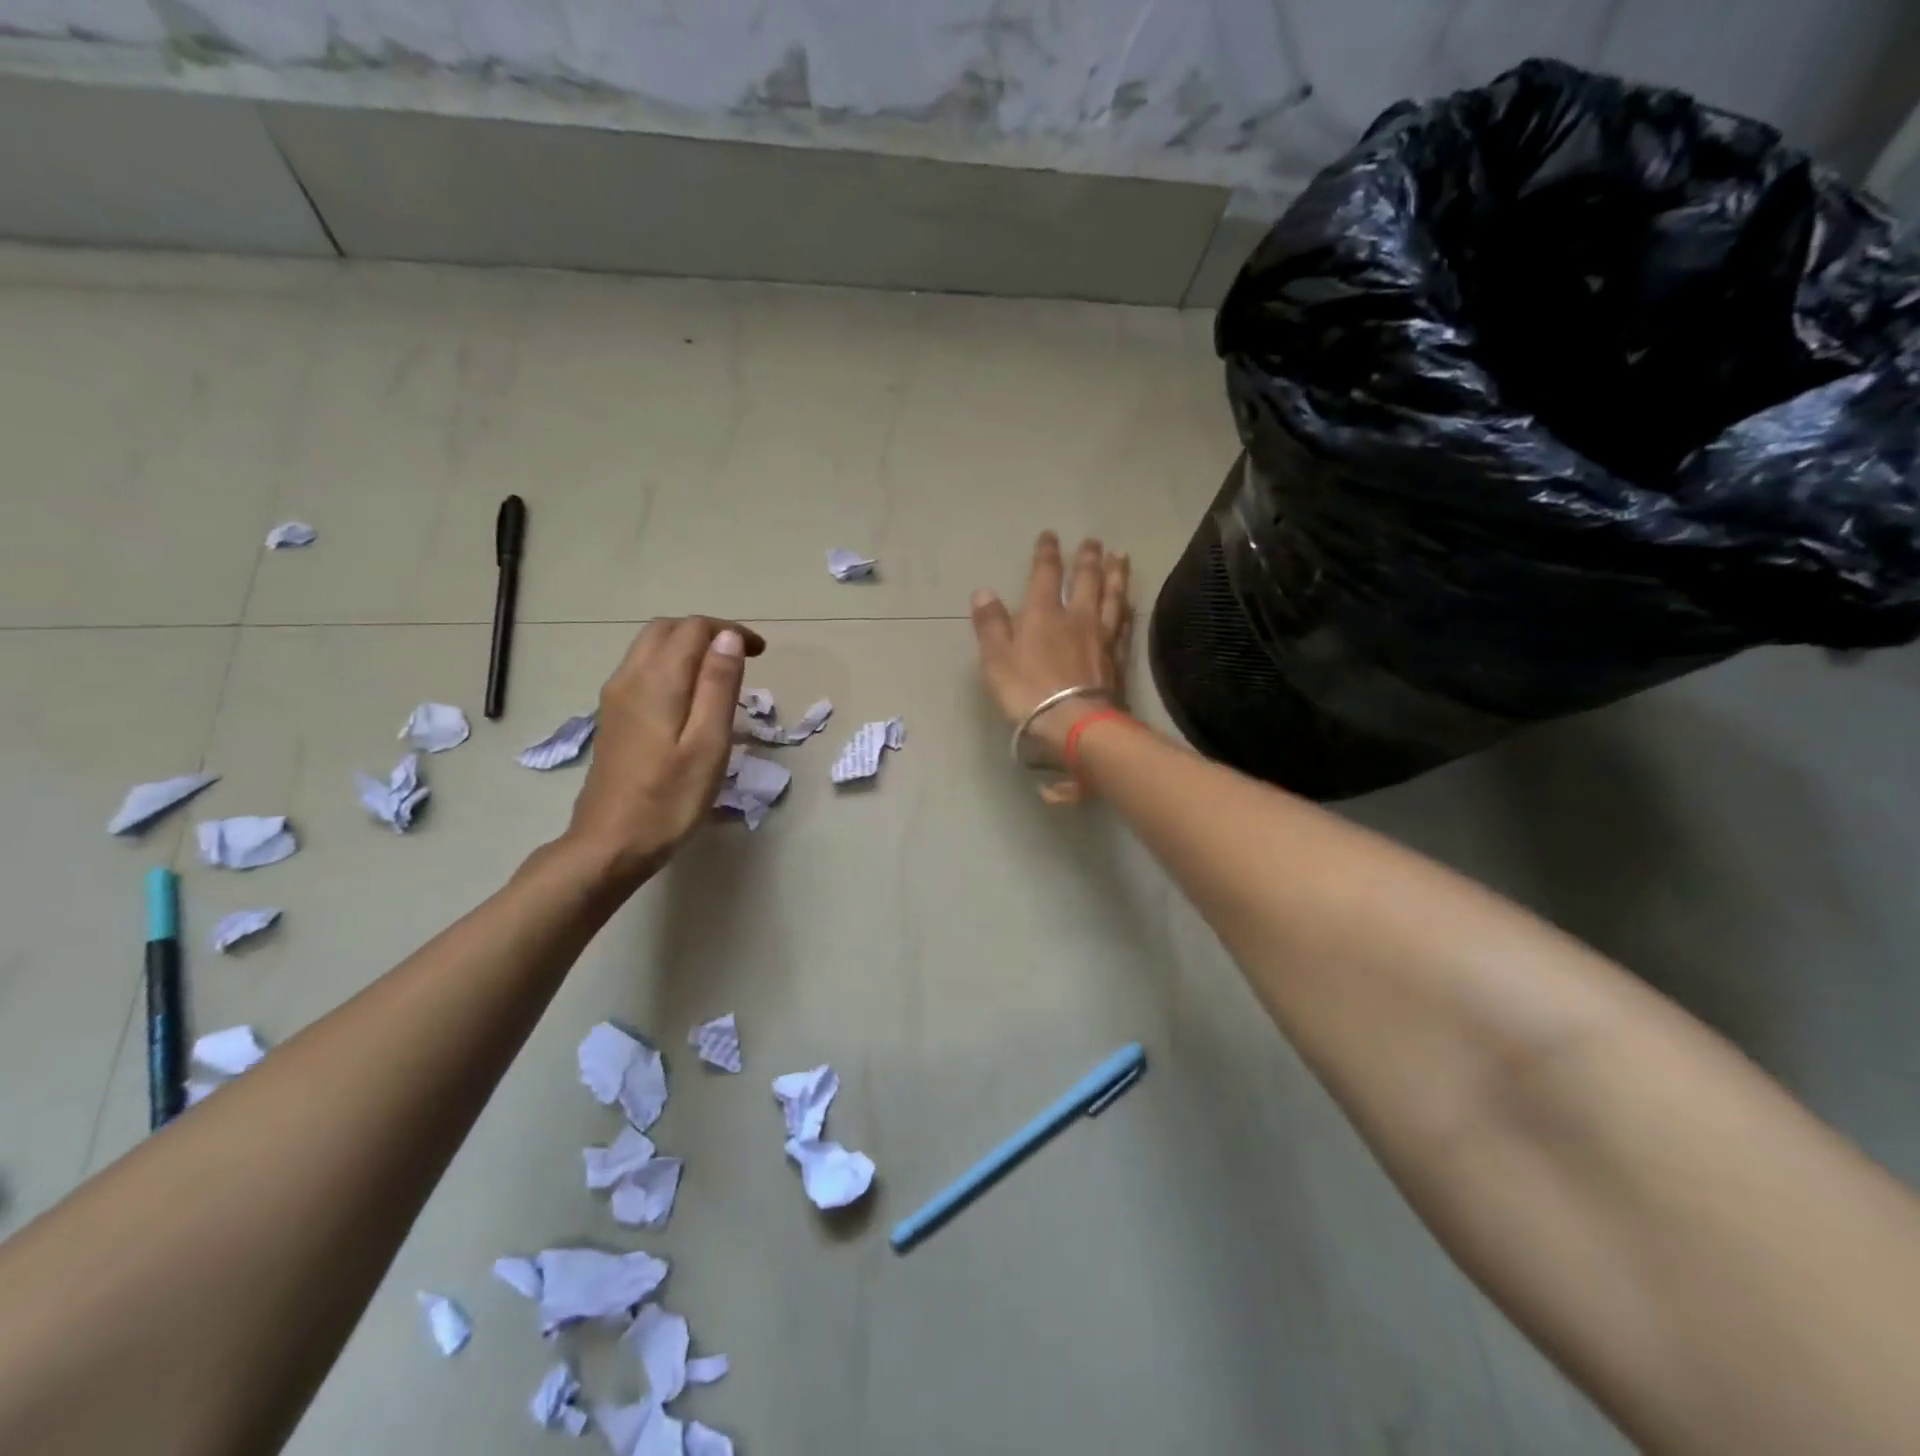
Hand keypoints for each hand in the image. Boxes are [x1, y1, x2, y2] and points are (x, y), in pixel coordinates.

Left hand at [562, 616, 765, 887]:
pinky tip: (691, 698)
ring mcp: (615, 698)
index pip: (693, 629)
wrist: (609, 845)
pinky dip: (672, 666)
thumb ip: (719, 686)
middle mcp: (629, 678)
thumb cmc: (669, 800)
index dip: (730, 631)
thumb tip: (729, 637)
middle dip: (707, 632)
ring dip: (688, 647)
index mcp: (657, 681)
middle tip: (742, 658)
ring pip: (650, 648)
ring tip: (722, 675)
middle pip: (666, 630)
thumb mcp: (708, 744)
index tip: (760, 653)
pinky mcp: (613, 717)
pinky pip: (642, 670)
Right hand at [970, 532, 1130, 759]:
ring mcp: (1101, 637)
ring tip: (1120, 558)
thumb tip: (983, 592)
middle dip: (1088, 558)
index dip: (1047, 553)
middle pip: (1086, 580)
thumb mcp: (997, 660)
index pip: (1046, 575)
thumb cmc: (1028, 692)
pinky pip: (1124, 625)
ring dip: (1115, 575)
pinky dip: (1126, 610)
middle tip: (1094, 541)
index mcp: (1043, 614)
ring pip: (1111, 597)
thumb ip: (991, 625)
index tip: (1050, 535)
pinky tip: (1130, 604)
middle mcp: (1077, 617)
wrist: (1075, 723)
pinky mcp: (1118, 658)